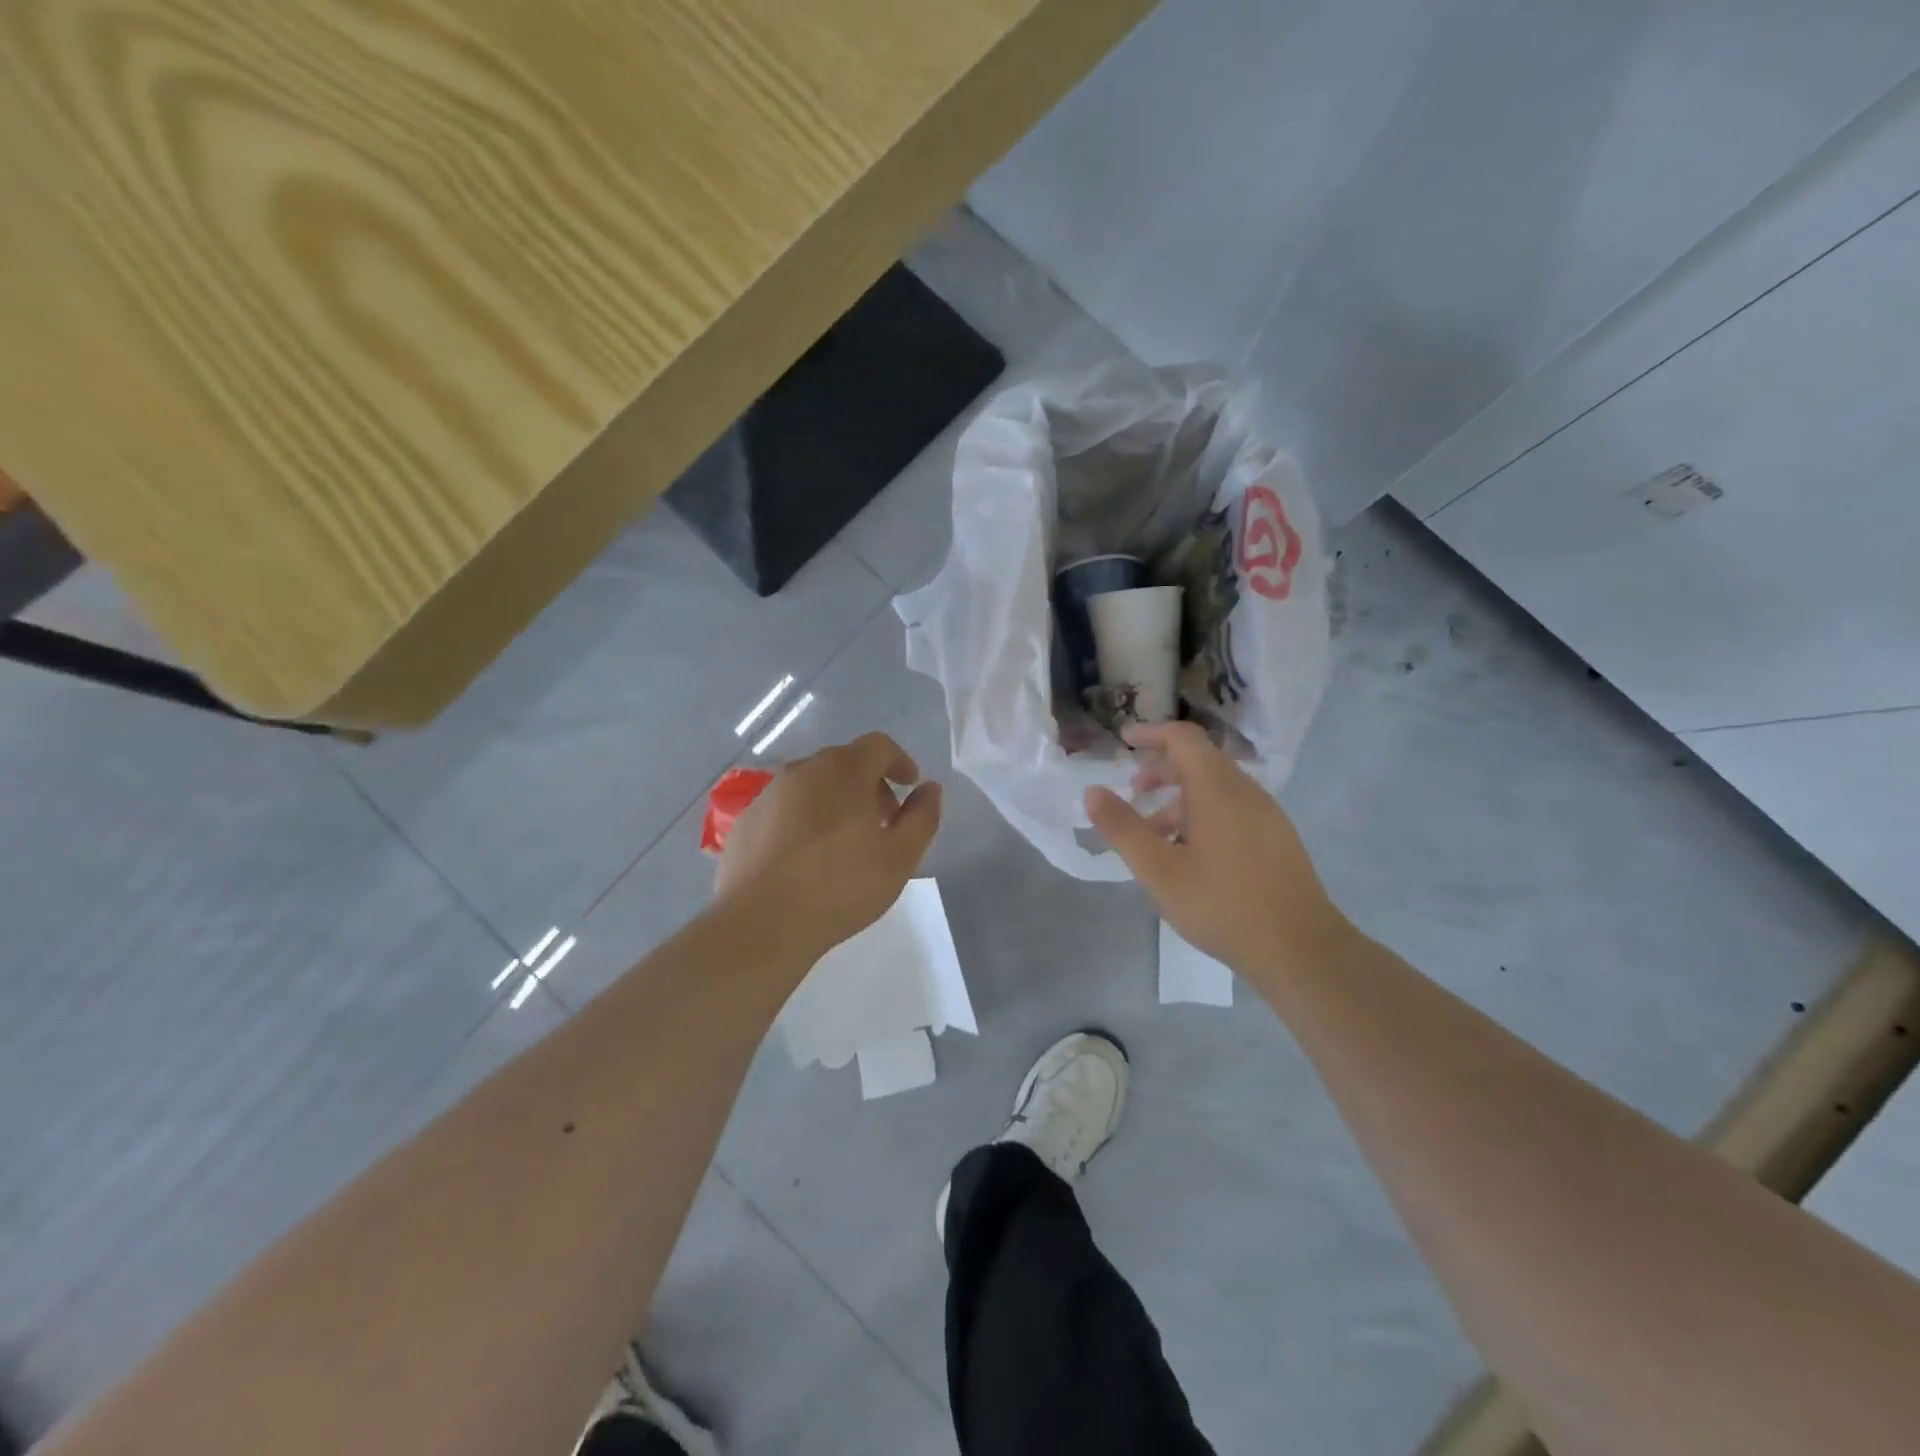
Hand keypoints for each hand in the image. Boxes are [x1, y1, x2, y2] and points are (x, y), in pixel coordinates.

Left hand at [716, 732, 941, 959]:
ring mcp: (769, 793)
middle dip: (870, 785)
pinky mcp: (746, 820)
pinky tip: (806, 859)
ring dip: (835, 801)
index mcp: (844, 771)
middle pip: (845, 763)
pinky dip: (803, 819)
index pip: (878, 746)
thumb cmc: (840, 887)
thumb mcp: (899, 858)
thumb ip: (922, 817)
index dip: (899, 762)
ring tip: (844, 843)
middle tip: (883, 822)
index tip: (909, 787)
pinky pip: (785, 808)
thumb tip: (929, 789)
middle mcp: (803, 770)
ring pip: (813, 784)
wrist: (761, 923)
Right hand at [1085, 721, 1351, 978]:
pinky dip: (1202, 813)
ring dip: (1180, 797)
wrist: (1300, 949)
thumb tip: (1093, 792)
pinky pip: (1232, 808)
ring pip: (1216, 787)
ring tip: (1153, 833)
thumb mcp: (1159, 870)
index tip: (1124, 740)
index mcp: (1216, 789)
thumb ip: (1123, 828)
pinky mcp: (1276, 837)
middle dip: (1161, 768)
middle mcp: (1245, 791)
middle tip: (1132, 789)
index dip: (1151, 733)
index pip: (1183, 738)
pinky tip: (1189, 853)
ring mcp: (1266, 814)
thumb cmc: (1222, 904)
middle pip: (1200, 760)